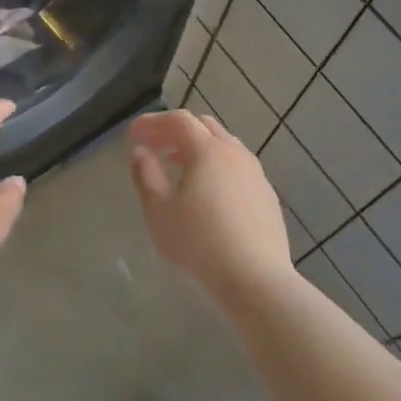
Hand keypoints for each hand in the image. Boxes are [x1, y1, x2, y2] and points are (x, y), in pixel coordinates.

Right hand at [127, 110, 293, 301]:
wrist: (256, 280)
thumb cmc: (199, 243)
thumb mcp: (159, 211)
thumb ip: (146, 175)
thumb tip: (141, 152)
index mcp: (208, 151)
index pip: (178, 120)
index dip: (153, 122)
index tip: (133, 134)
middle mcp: (235, 153)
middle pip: (204, 126)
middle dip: (175, 130)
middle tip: (154, 146)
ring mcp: (256, 174)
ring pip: (224, 145)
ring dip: (198, 147)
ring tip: (177, 166)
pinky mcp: (267, 196)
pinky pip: (238, 167)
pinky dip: (217, 166)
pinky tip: (208, 192)